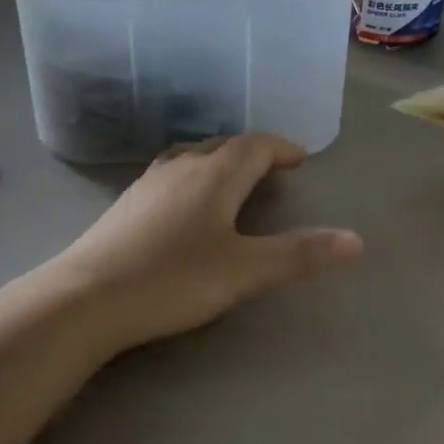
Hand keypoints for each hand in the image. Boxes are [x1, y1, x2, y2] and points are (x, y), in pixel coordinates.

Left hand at [52, 133, 363, 350]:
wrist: (85, 298)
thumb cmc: (173, 279)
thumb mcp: (245, 271)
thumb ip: (300, 255)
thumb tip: (357, 240)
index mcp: (215, 174)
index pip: (256, 145)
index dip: (282, 147)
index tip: (300, 158)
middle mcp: (182, 167)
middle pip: (224, 145)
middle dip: (253, 152)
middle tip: (273, 168)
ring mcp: (148, 183)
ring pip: (192, 156)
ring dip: (220, 160)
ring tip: (233, 179)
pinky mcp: (126, 204)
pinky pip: (170, 174)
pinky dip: (193, 176)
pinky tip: (185, 203)